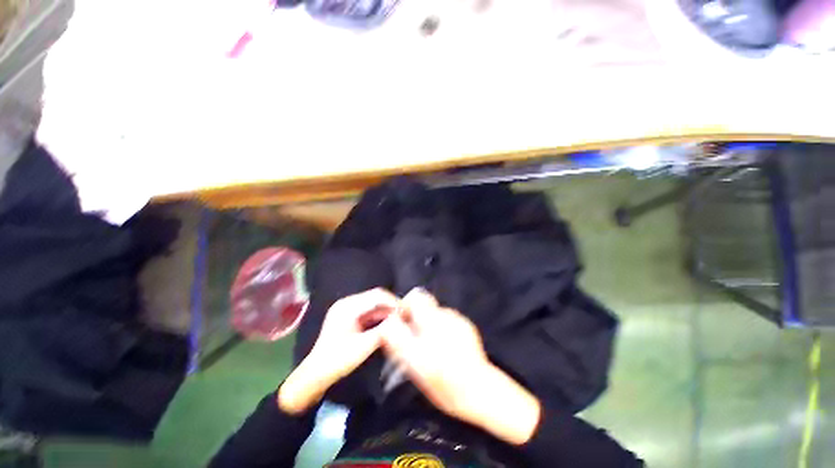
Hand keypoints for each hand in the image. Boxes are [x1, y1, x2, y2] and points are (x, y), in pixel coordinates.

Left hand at [278, 288, 398, 413]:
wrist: (315, 375)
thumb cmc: (337, 361)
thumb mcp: (363, 346)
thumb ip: (383, 331)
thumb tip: (401, 320)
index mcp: (348, 306)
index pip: (377, 296)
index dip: (394, 302)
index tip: (407, 312)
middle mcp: (347, 303)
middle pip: (376, 298)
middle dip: (391, 306)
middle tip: (406, 316)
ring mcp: (347, 310)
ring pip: (373, 305)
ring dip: (387, 311)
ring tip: (401, 320)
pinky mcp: (349, 317)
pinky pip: (369, 312)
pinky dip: (380, 317)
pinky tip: (389, 324)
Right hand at [381, 288, 541, 445]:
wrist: (479, 390)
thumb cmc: (443, 381)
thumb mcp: (413, 364)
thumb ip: (397, 340)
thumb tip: (386, 325)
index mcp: (431, 321)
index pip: (416, 296)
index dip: (405, 305)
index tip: (401, 321)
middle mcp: (445, 315)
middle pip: (424, 305)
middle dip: (415, 317)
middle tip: (413, 338)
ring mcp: (458, 319)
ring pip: (435, 314)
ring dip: (429, 324)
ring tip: (431, 346)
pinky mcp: (466, 325)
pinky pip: (447, 321)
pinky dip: (442, 329)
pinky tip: (446, 347)